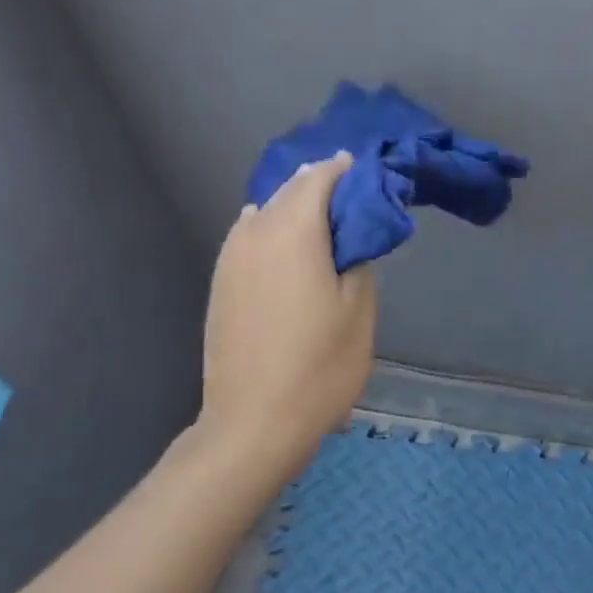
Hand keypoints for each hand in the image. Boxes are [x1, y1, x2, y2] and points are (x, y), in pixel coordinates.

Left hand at [199, 152, 376, 481]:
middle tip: (356, 197)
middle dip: (323, 185)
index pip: (320, 176)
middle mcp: (253, 232)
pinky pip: (251, 238)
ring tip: (328, 225)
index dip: (347, 170)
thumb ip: (358, 258)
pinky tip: (293, 252)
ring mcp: (229, 258)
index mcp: (292, 230)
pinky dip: (276, 232)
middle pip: (290, 189)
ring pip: (267, 212)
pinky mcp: (220, 284)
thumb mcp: (358, 312)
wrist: (253, 423)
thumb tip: (350, 235)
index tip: (372, 174)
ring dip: (297, 209)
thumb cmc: (318, 368)